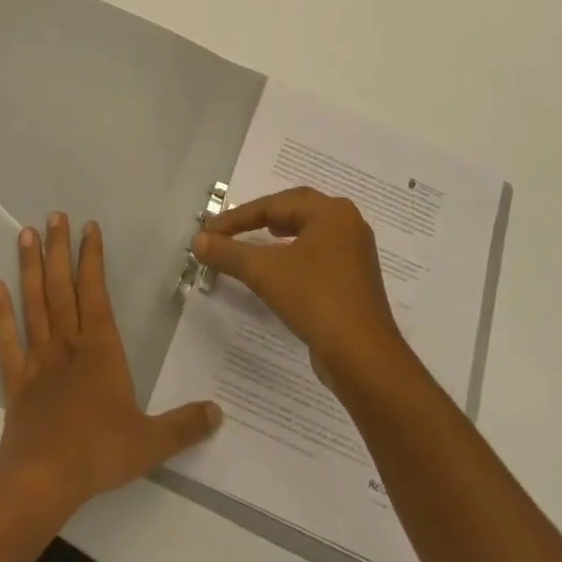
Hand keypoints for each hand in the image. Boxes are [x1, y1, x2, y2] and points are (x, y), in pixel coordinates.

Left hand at [0, 213, 221, 520]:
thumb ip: (184, 425)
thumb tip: (219, 412)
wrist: (41, 480)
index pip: (95, 292)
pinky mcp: (16, 381)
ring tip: (23, 234)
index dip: (92, 258)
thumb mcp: (150, 442)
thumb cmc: (97, 453)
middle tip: (53, 216)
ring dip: (29, 268)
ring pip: (33, 304)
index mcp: (100, 349)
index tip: (88, 227)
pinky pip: (6, 341)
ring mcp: (38, 360)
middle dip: (58, 250)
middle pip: (61, 287)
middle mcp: (67, 344)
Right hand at [192, 187, 410, 387]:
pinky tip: (282, 269)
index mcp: (332, 212)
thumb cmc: (315, 300)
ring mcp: (356, 253)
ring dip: (278, 235)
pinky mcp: (356, 280)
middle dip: (261, 217)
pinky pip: (319, 255)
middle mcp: (348, 224)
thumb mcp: (264, 272)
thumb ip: (228, 252)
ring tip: (256, 240)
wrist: (363, 357)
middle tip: (232, 228)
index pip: (275, 204)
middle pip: (296, 210)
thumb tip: (198, 240)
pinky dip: (294, 255)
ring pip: (309, 232)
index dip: (238, 216)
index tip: (210, 230)